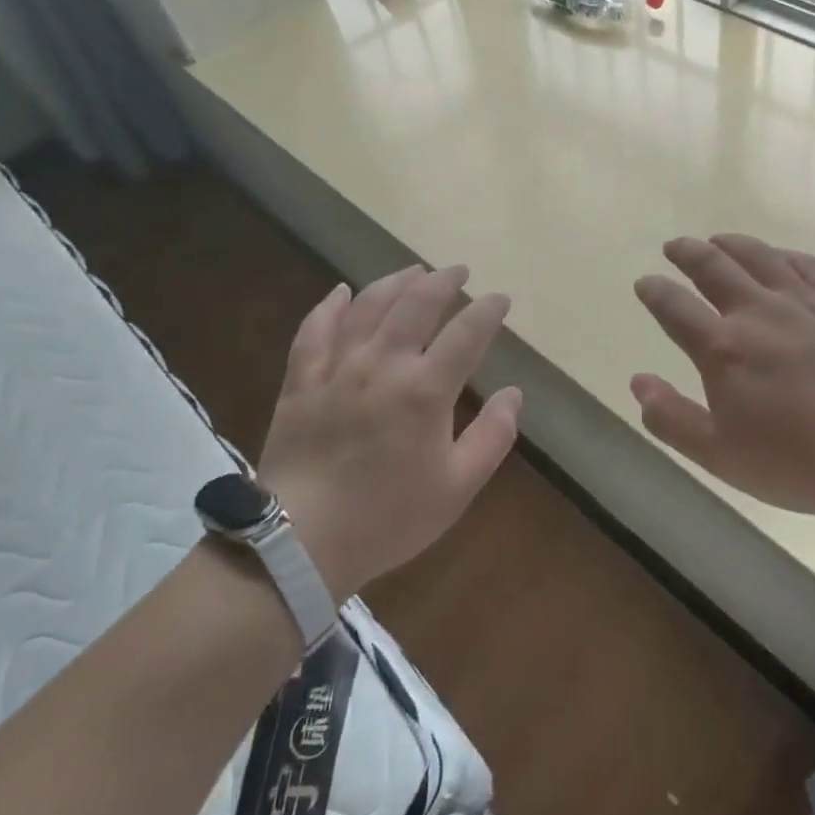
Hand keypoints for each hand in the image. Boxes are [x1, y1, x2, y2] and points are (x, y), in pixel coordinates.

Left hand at [257, 266, 519, 602]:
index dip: (487, 311)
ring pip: (368, 307)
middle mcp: (382, 365)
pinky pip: (314, 330)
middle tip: (458, 271)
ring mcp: (337, 369)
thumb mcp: (457, 487)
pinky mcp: (301, 381)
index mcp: (425, 391)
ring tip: (413, 271)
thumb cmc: (388, 518)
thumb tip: (513, 394)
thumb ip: (492, 436)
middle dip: (443, 281)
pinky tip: (341, 291)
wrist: (301, 543)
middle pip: (415, 305)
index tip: (500, 299)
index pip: (466, 334)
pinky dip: (330, 306)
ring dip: (394, 283)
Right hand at [632, 235, 814, 526]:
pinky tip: (779, 257)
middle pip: (713, 267)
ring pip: (759, 256)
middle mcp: (757, 312)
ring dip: (731, 244)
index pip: (674, 307)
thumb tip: (638, 382)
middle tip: (674, 247)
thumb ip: (670, 417)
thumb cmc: (793, 461)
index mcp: (722, 348)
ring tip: (717, 240)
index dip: (654, 291)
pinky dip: (784, 254)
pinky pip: (807, 264)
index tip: (645, 282)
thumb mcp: (717, 453)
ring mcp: (802, 303)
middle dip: (687, 252)